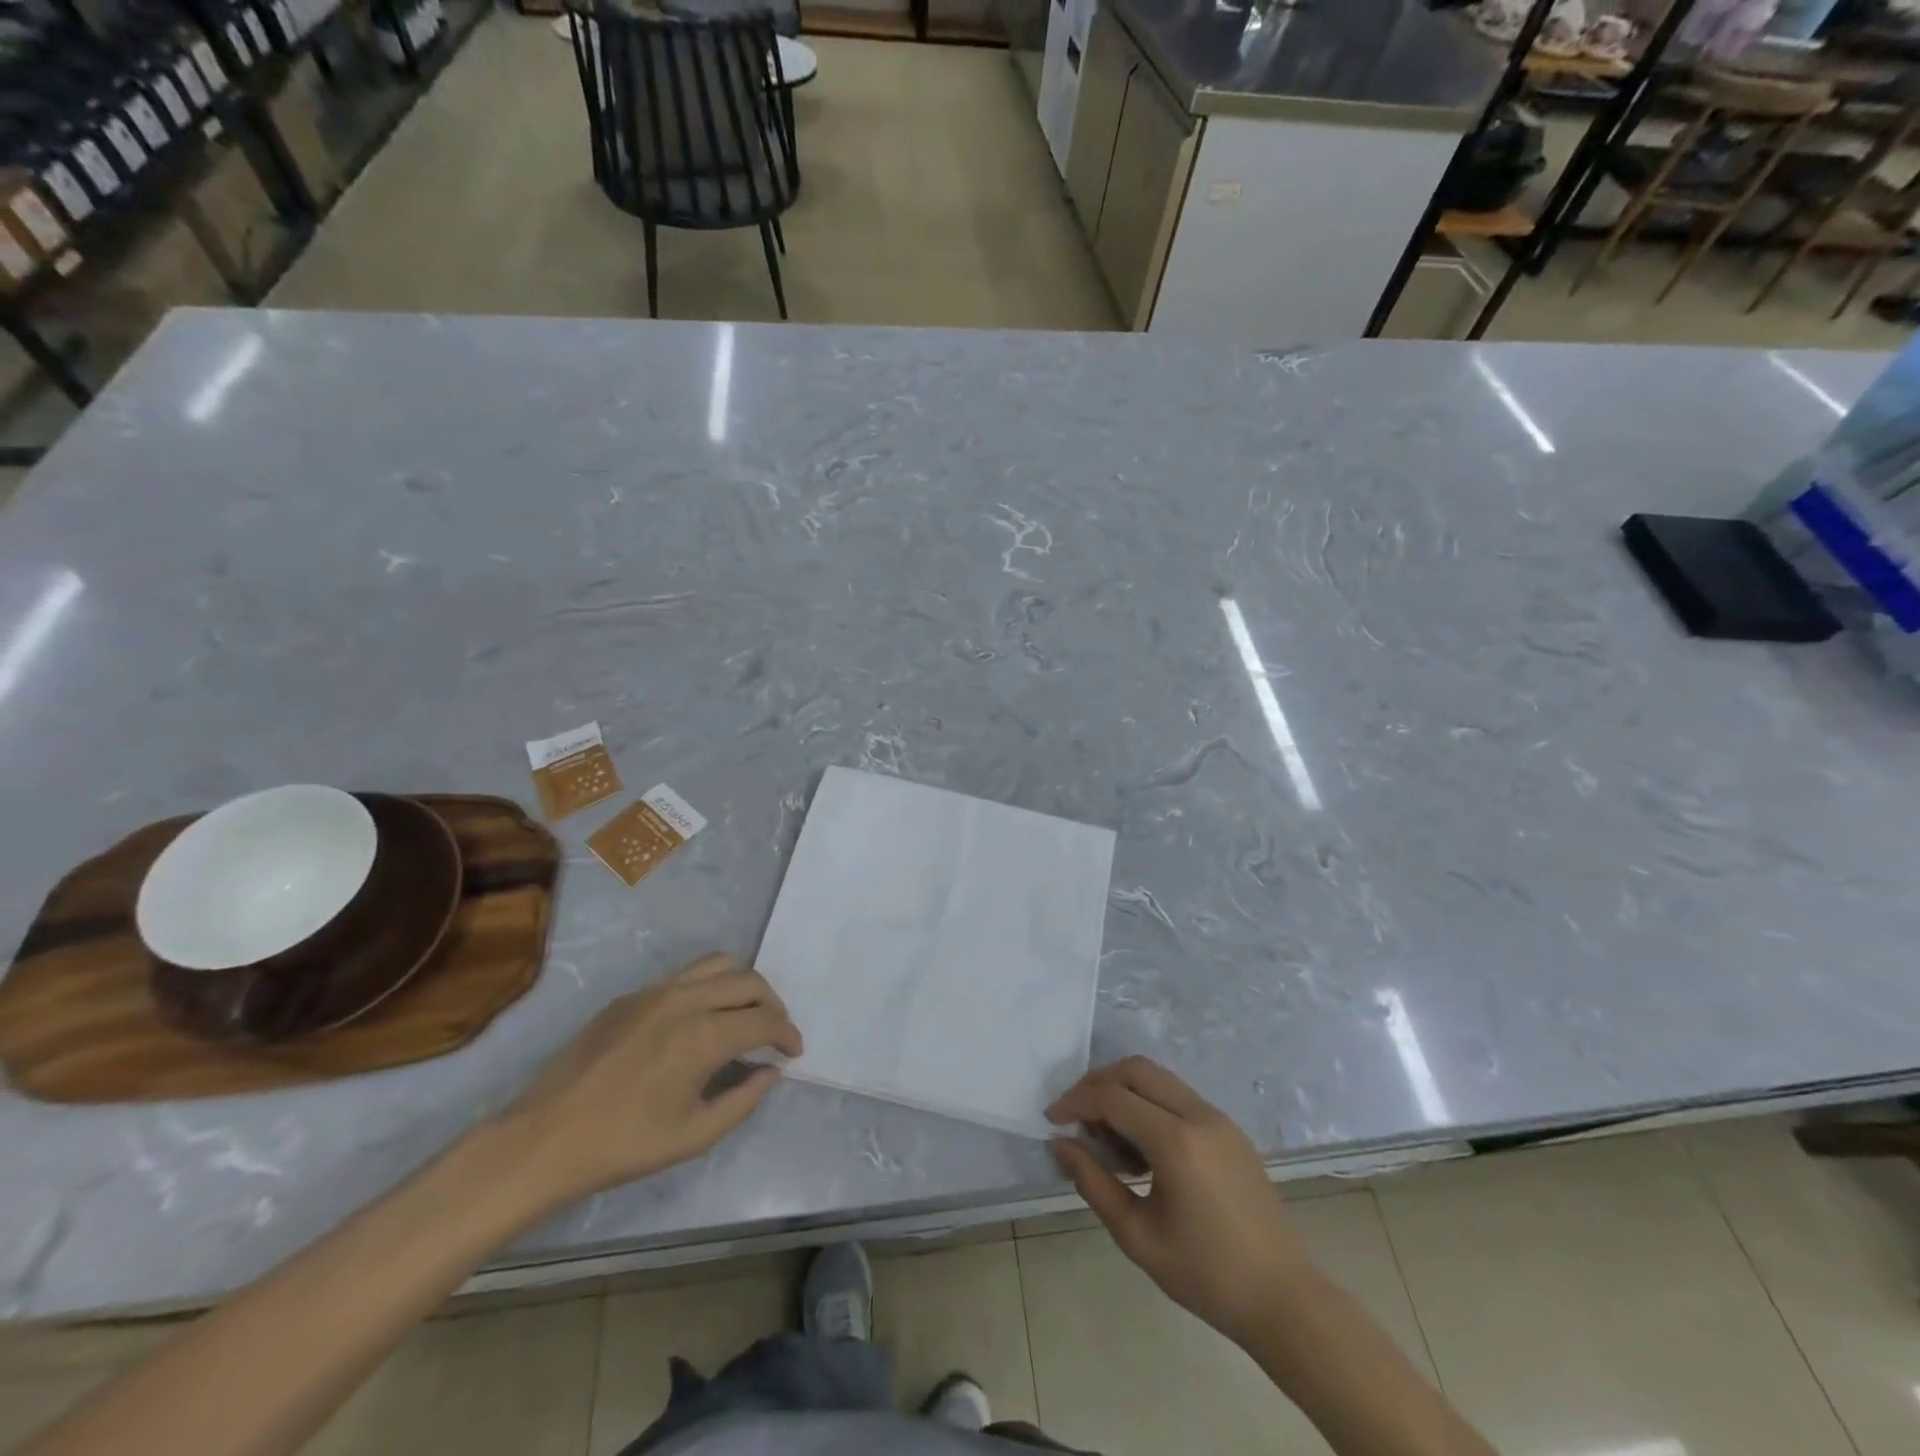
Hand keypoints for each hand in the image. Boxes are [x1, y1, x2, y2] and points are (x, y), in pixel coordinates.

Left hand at [497, 953, 802, 1207]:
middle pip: (748, 981)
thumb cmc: (624, 1144)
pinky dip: (708, 988)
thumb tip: (770, 1072)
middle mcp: (685, 1000)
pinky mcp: (630, 996)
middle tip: (775, 1033)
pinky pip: (683, 977)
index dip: (787, 1035)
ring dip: (742, 985)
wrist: (544, 1138)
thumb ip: (743, 1099)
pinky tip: (699, 1021)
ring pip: (717, 965)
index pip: (764, 1021)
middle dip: (772, 1005)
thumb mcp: (694, 1135)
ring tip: (743, 1014)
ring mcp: (655, 992)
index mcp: (704, 1035)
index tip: (794, 1052)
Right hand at [1047, 1057, 1312, 1347]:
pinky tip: (1140, 1148)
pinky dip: (1149, 1104)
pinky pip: (1177, 1097)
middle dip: (1098, 1083)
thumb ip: (1093, 1183)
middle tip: (1075, 1115)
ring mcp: (1218, 1118)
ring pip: (1158, 1078)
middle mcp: (1198, 1115)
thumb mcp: (1137, 1236)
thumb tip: (1060, 1145)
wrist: (1284, 1299)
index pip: (1113, 1098)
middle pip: (1136, 1069)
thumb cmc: (1206, 1275)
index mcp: (1176, 1142)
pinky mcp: (1229, 1128)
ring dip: (1124, 1091)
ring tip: (1107, 1138)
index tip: (1051, 1120)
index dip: (1075, 1102)